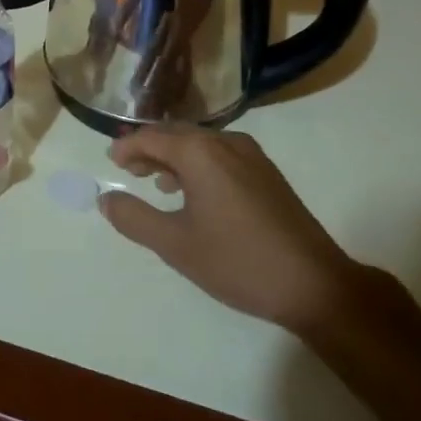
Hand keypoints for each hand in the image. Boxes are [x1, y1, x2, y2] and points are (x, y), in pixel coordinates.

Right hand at [99, 126, 362, 333]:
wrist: (315, 285)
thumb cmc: (238, 261)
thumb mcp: (175, 244)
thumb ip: (134, 218)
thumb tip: (106, 199)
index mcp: (200, 152)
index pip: (151, 137)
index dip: (127, 147)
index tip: (111, 161)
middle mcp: (225, 142)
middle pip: (176, 135)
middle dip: (150, 148)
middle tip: (128, 168)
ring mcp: (252, 156)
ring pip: (201, 144)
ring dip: (175, 157)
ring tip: (157, 183)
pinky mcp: (268, 174)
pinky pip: (222, 155)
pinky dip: (199, 165)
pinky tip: (196, 194)